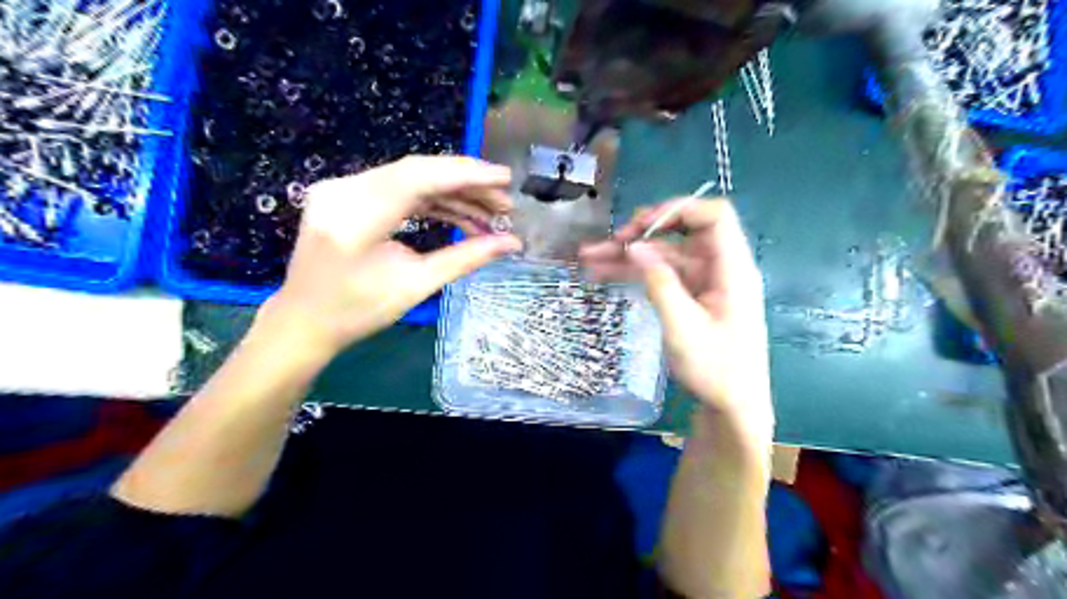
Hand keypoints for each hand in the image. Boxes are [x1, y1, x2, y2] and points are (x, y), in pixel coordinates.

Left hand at [259, 155, 523, 359]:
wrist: (305, 320)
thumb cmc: (357, 311)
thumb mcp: (416, 286)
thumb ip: (465, 258)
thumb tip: (511, 243)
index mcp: (355, 218)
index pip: (418, 178)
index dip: (466, 174)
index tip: (504, 179)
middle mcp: (343, 191)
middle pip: (416, 172)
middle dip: (466, 184)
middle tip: (503, 203)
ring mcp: (341, 189)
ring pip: (410, 178)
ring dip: (452, 194)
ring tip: (489, 214)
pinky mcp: (346, 194)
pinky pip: (397, 188)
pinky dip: (431, 200)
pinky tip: (460, 215)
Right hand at [581, 199, 771, 440]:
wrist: (732, 407)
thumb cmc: (716, 369)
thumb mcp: (683, 327)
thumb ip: (659, 283)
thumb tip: (634, 246)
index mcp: (731, 269)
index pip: (714, 217)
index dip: (678, 210)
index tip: (641, 225)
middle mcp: (718, 268)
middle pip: (681, 234)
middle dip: (642, 233)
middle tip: (608, 242)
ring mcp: (703, 283)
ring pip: (664, 256)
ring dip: (629, 255)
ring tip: (589, 257)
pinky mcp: (691, 297)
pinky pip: (661, 276)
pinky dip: (635, 274)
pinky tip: (604, 274)